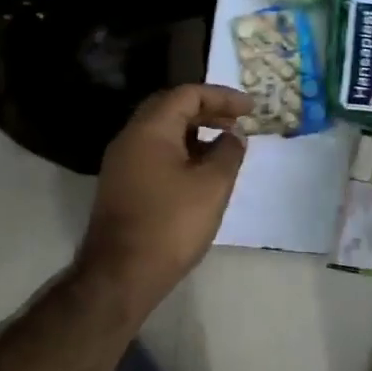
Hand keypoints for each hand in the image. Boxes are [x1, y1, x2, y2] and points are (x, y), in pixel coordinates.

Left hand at [77, 84, 251, 316]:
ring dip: (195, 131)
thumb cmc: (171, 224)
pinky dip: (182, 150)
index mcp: (150, 130)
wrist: (120, 276)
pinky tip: (201, 170)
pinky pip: (155, 152)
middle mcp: (130, 138)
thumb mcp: (213, 185)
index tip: (251, 109)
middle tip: (236, 120)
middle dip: (207, 110)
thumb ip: (229, 152)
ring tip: (225, 145)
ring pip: (162, 131)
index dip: (222, 97)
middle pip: (170, 108)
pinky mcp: (122, 185)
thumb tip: (234, 135)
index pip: (187, 94)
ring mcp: (122, 163)